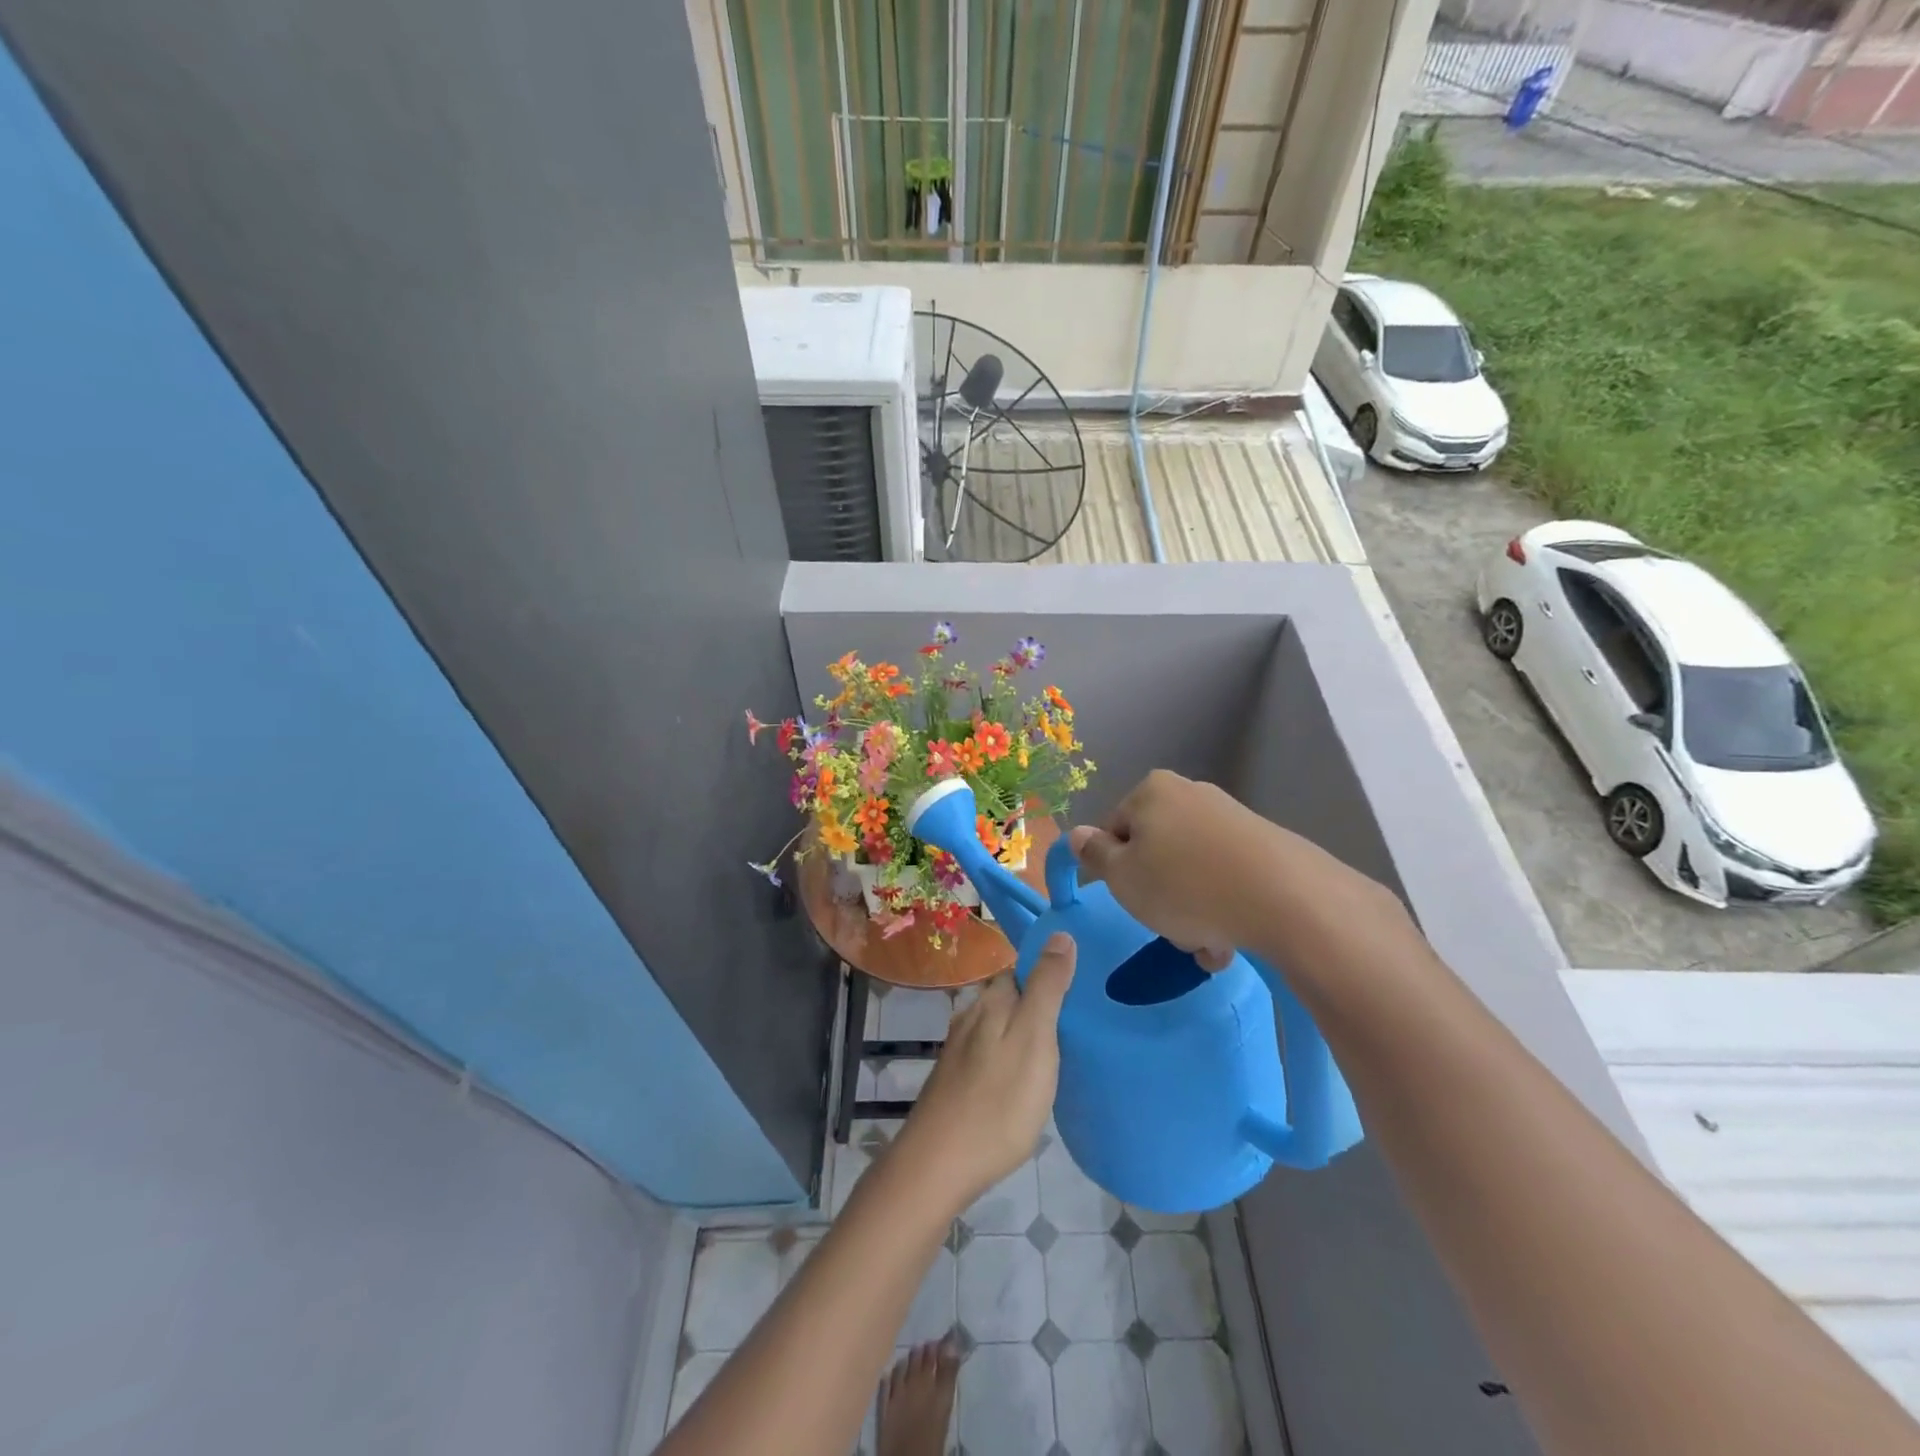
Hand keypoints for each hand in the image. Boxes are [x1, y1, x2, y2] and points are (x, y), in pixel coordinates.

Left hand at [895, 934, 1076, 1207]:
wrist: (939, 1164)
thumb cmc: (998, 1100)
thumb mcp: (1034, 1038)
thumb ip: (1047, 986)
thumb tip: (1060, 933)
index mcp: (992, 1000)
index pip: (1022, 967)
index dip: (1050, 969)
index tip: (1082, 983)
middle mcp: (972, 1015)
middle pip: (1011, 995)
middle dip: (1039, 1000)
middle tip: (1079, 1020)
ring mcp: (960, 1048)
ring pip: (1000, 1024)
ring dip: (1025, 1028)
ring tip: (1060, 1048)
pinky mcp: (957, 1079)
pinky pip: (991, 1051)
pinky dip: (1011, 1054)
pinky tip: (1025, 1077)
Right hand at [1066, 771, 1279, 969]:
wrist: (1286, 899)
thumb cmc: (1184, 885)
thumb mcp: (1122, 876)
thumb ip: (1094, 854)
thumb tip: (1077, 835)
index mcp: (1152, 791)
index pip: (1114, 829)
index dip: (1115, 869)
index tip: (1130, 899)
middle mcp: (1192, 794)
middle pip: (1156, 851)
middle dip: (1158, 895)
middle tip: (1167, 927)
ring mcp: (1232, 818)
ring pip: (1192, 871)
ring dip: (1191, 911)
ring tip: (1205, 945)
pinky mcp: (1265, 845)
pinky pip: (1226, 879)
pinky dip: (1222, 908)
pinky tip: (1231, 939)